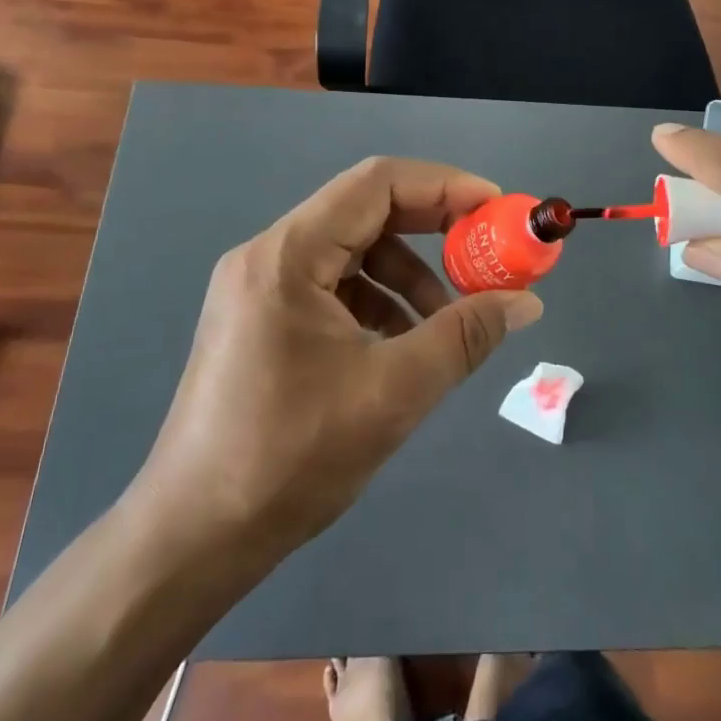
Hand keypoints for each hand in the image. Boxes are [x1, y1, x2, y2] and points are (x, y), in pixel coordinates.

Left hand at [123, 157, 542, 564]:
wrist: (194, 538)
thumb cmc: (290, 457)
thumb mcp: (394, 391)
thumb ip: (465, 336)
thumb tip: (526, 302)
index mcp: (288, 255)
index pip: (377, 183)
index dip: (444, 186)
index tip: (497, 209)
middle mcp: (268, 256)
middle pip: (366, 213)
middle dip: (433, 231)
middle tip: (487, 256)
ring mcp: (260, 289)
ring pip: (353, 253)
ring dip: (409, 276)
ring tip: (447, 322)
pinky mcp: (262, 321)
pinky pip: (334, 288)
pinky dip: (379, 303)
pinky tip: (403, 346)